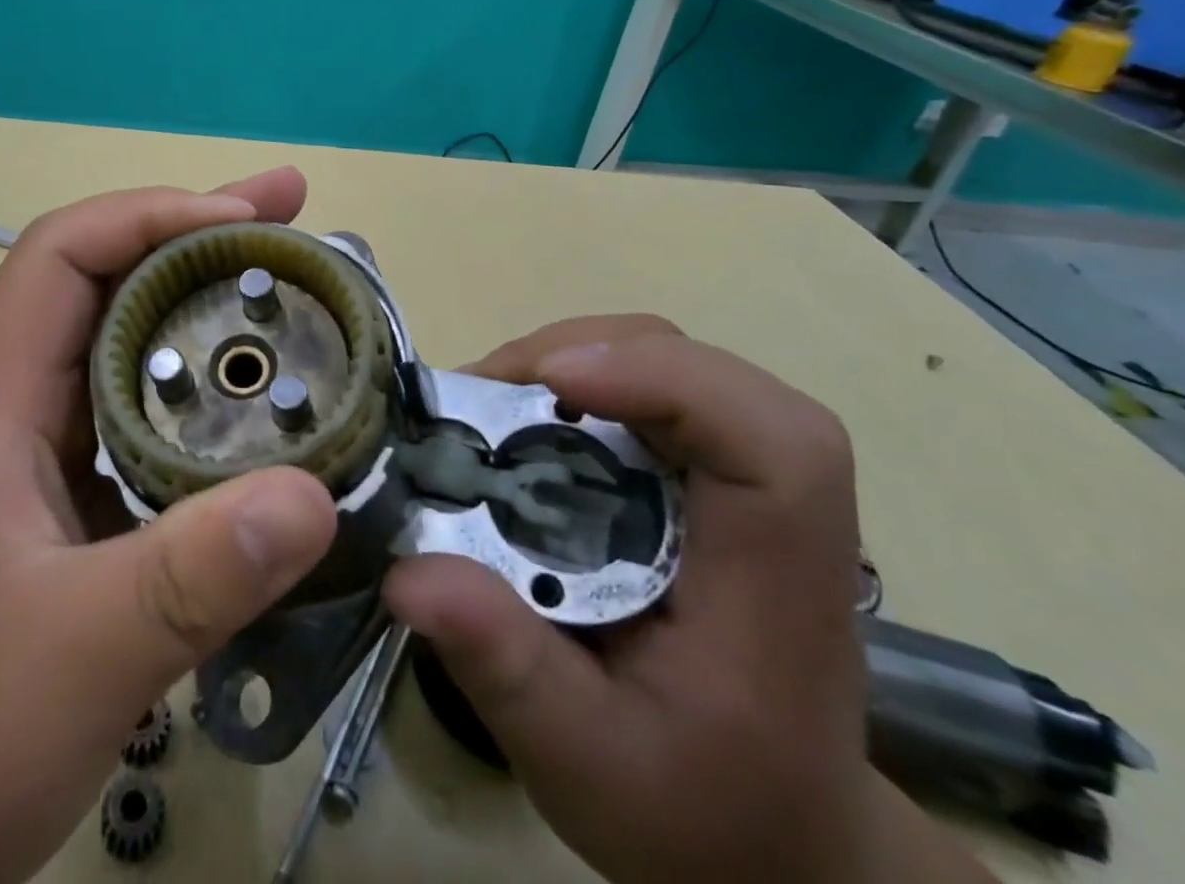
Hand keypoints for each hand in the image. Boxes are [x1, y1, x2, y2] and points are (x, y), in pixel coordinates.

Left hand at [0, 169, 337, 883]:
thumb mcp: (71, 659)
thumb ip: (191, 580)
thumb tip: (315, 497)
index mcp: (2, 404)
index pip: (62, 255)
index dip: (151, 216)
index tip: (245, 221)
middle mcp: (27, 409)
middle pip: (110, 281)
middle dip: (201, 236)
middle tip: (293, 214)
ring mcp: (52, 458)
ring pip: (136, 348)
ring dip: (211, 309)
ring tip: (297, 294)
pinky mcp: (80, 509)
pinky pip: (155, 420)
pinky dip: (214, 395)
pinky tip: (269, 416)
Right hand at [389, 328, 994, 883]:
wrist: (766, 830)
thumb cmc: (692, 810)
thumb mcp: (584, 763)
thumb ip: (505, 669)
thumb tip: (407, 576)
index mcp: (774, 587)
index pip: (776, 445)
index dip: (674, 383)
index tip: (555, 382)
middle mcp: (772, 510)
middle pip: (708, 373)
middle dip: (589, 354)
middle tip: (485, 392)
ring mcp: (736, 481)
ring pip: (671, 362)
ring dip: (572, 357)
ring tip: (488, 400)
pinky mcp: (700, 473)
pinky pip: (645, 386)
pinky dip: (575, 378)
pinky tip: (519, 416)